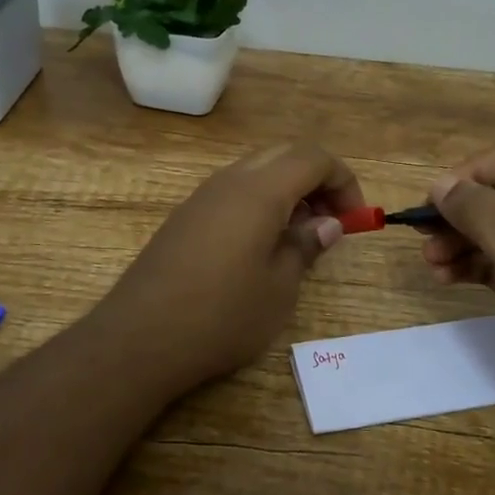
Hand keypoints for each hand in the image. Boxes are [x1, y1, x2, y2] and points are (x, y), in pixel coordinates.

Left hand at [88, 142, 365, 398]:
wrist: (140, 337)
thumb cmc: (222, 315)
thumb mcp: (279, 288)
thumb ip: (305, 246)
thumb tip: (326, 224)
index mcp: (259, 190)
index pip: (313, 158)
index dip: (343, 181)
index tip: (355, 219)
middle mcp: (229, 181)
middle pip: (284, 156)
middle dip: (317, 180)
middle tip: (331, 221)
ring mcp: (202, 196)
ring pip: (256, 171)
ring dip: (287, 191)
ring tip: (299, 236)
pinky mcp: (185, 217)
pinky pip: (233, 191)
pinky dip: (259, 202)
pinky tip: (261, 245)